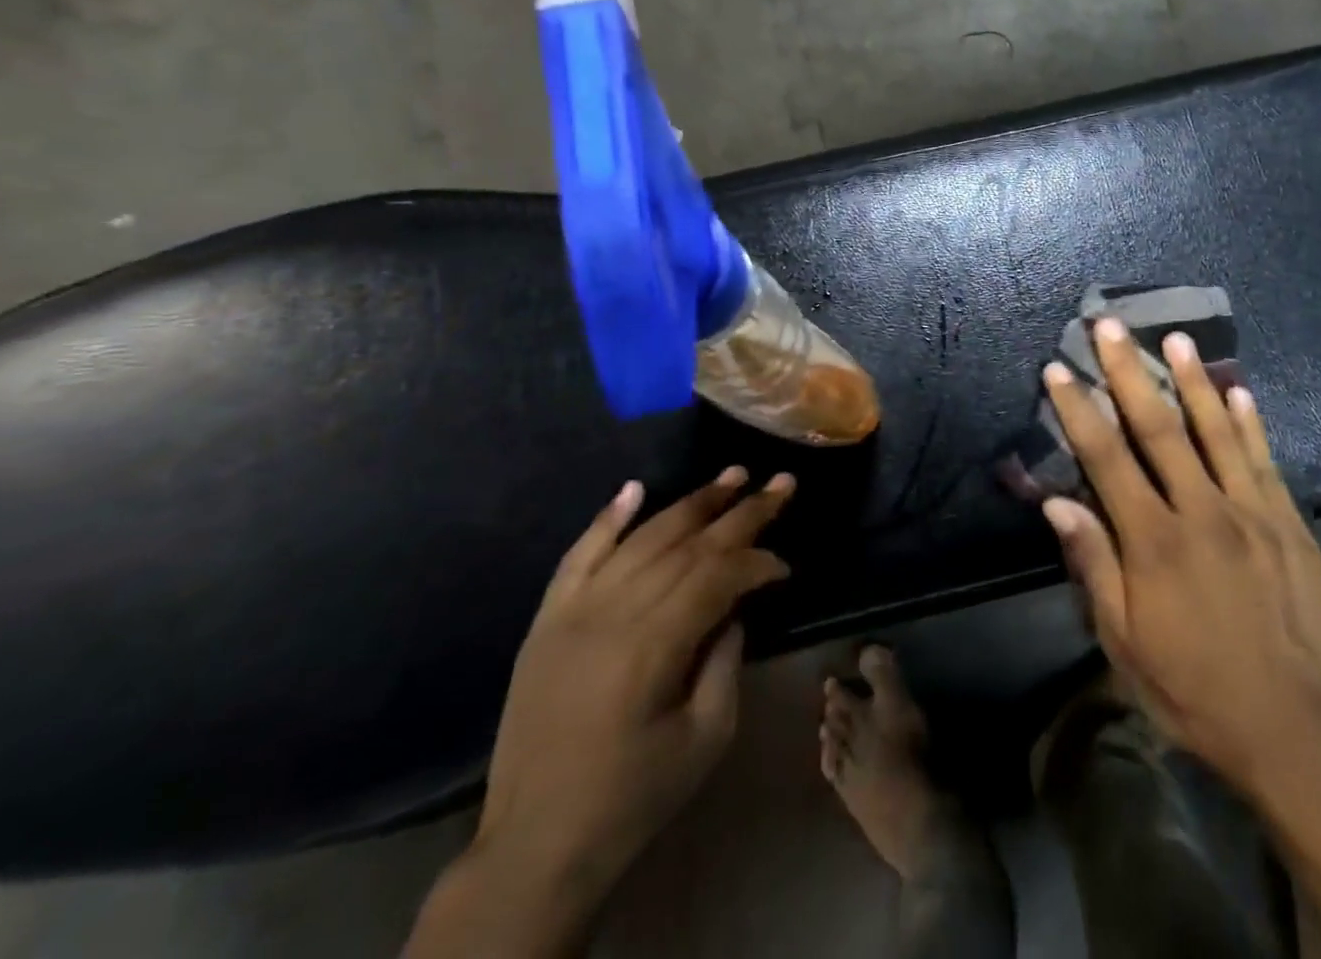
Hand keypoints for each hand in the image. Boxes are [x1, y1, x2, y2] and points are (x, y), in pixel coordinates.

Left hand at [405, 468, 793, 957]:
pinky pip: (579, 554)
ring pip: (642, 538)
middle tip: (780, 483)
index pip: (717, 576)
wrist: (535, 845)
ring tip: (730, 476)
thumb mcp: (705, 737)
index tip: (785, 565)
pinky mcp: (547, 619)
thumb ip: (726, 660)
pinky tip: (634, 487)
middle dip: (740, 512)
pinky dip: (608, 517)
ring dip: (690, 503)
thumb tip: (734, 608)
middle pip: (686, 545)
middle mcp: (612, 612)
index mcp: (652, 646)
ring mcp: (574, 610)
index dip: (757, 562)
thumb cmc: (633, 797)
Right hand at [1041, 319, 1320, 802]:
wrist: (1296, 733)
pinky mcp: (1291, 526)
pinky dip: (1250, 423)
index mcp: (1155, 542)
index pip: (1106, 458)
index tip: (1058, 369)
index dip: (1078, 410)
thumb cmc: (1193, 689)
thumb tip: (1058, 501)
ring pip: (1217, 432)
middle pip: (1159, 428)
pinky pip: (1266, 462)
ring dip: (1192, 380)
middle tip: (1110, 325)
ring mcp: (1254, 514)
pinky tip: (1239, 390)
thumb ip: (1094, 565)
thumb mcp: (1124, 643)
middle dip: (1128, 372)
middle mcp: (1203, 513)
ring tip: (1174, 338)